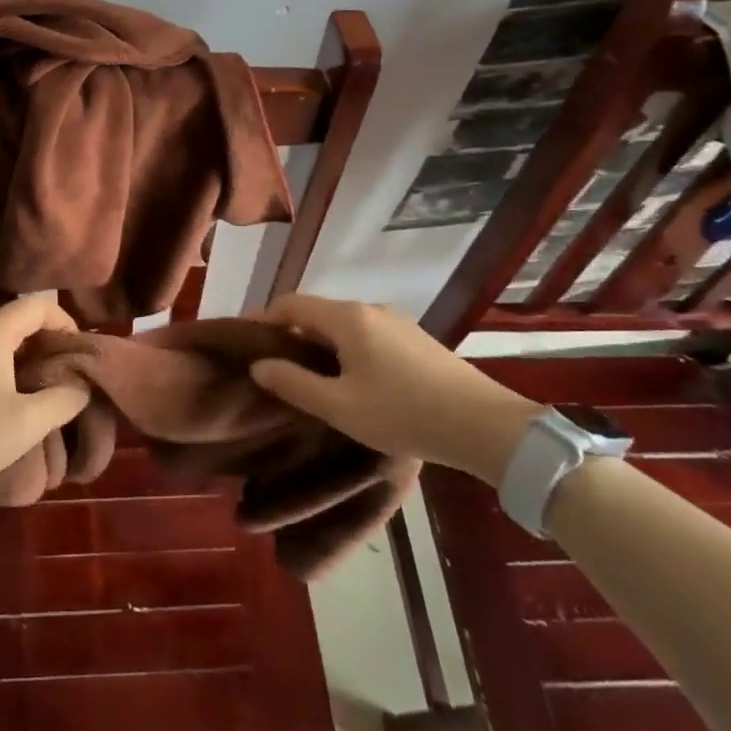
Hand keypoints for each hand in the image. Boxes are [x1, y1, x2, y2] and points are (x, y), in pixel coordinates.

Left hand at [0, 296, 91, 514]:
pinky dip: (4, 367)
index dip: (66, 322)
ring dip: (26, 357)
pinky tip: (10, 400)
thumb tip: (81, 385)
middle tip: (69, 375)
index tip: (81, 354)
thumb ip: (64, 398)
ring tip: (45, 390)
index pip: (38, 305)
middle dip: (48, 342)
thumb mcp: (27, 423)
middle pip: (18, 319)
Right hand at [249, 294, 538, 485]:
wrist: (485, 426)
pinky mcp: (415, 339)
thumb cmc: (403, 413)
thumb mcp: (339, 406)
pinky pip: (365, 334)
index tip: (244, 341)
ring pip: (342, 324)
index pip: (290, 304)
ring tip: (308, 375)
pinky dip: (345, 348)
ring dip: (318, 343)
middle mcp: (370, 309)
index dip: (262, 319)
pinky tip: (350, 379)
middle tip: (273, 364)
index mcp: (347, 318)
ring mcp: (397, 322)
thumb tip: (258, 366)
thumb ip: (293, 383)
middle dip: (290, 333)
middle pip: (316, 311)